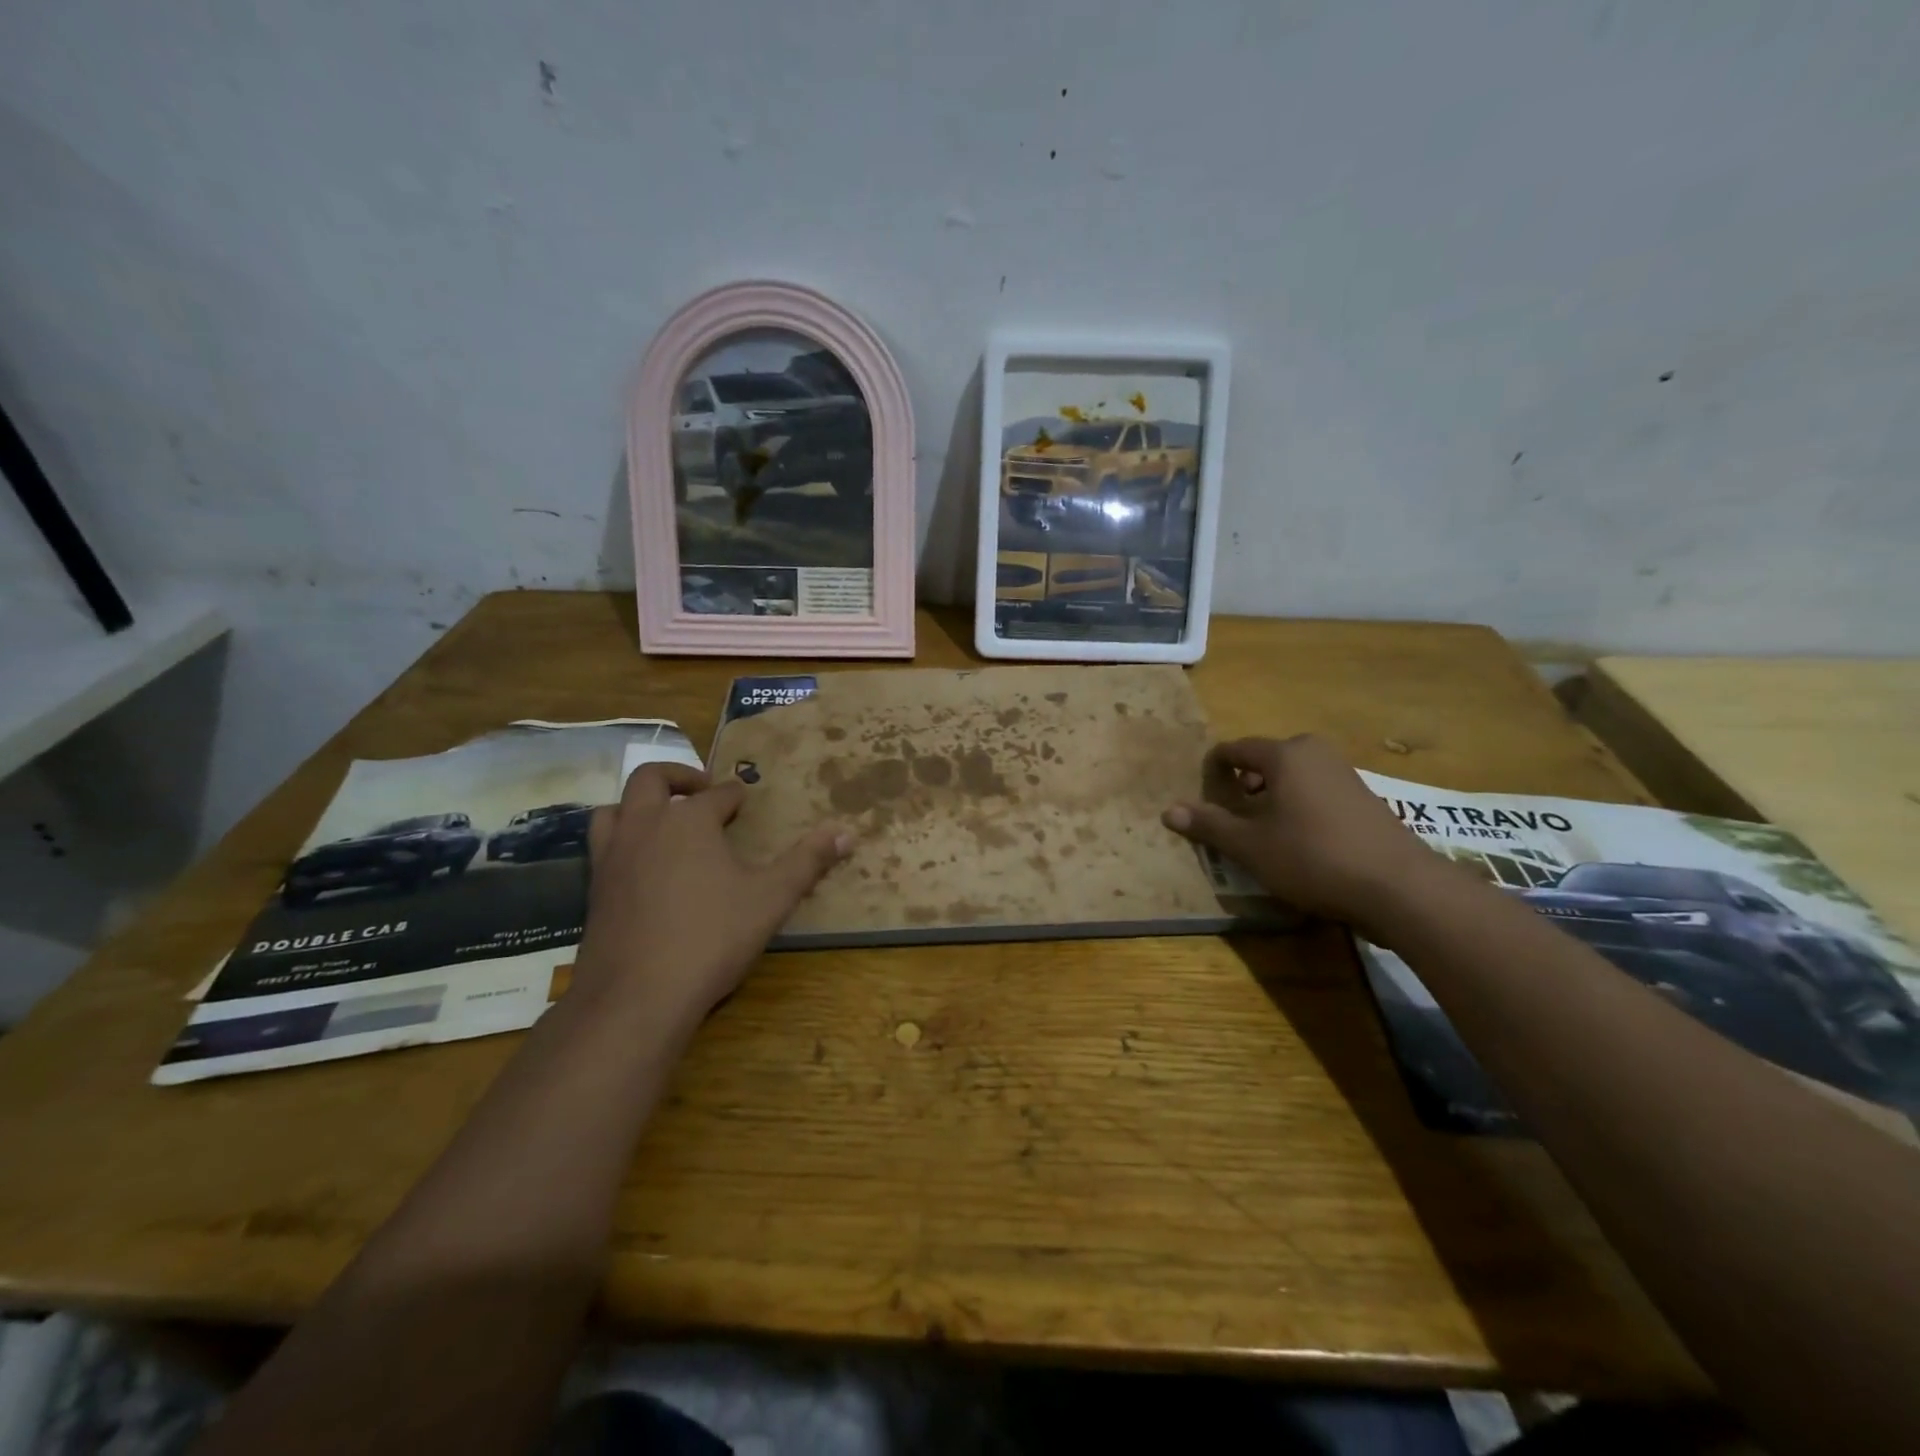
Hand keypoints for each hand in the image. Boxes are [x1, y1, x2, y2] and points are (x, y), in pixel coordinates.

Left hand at [577, 763, 851, 1025]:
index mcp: (690, 820)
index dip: (735, 795)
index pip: (717, 794)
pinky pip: (602, 846)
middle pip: (651, 780)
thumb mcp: (771, 898)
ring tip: (662, 820)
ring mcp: (612, 856)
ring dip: (639, 804)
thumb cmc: (711, 937)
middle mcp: (645, 826)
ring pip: (614, 809)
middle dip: (679, 777)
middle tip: (700, 789)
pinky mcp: (594, 888)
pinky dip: (621, 839)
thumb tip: (847, 833)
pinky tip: (642, 866)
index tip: (745, 799)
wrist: (636, 995)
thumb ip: (808, 862)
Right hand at [1162, 735, 1445, 937]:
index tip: (1201, 796)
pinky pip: (1316, 793)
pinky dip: (1298, 809)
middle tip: (1232, 820)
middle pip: (1265, 762)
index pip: (1234, 750)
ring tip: (1263, 835)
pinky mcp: (1365, 798)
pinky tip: (1300, 843)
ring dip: (1271, 800)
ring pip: (1292, 778)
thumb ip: (1209, 824)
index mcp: (1284, 754)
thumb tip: (1168, 811)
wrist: (1399, 887)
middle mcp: (1315, 753)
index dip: (1212, 770)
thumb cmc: (1312, 857)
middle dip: (1243, 787)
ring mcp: (1345, 773)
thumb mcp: (1250, 845)